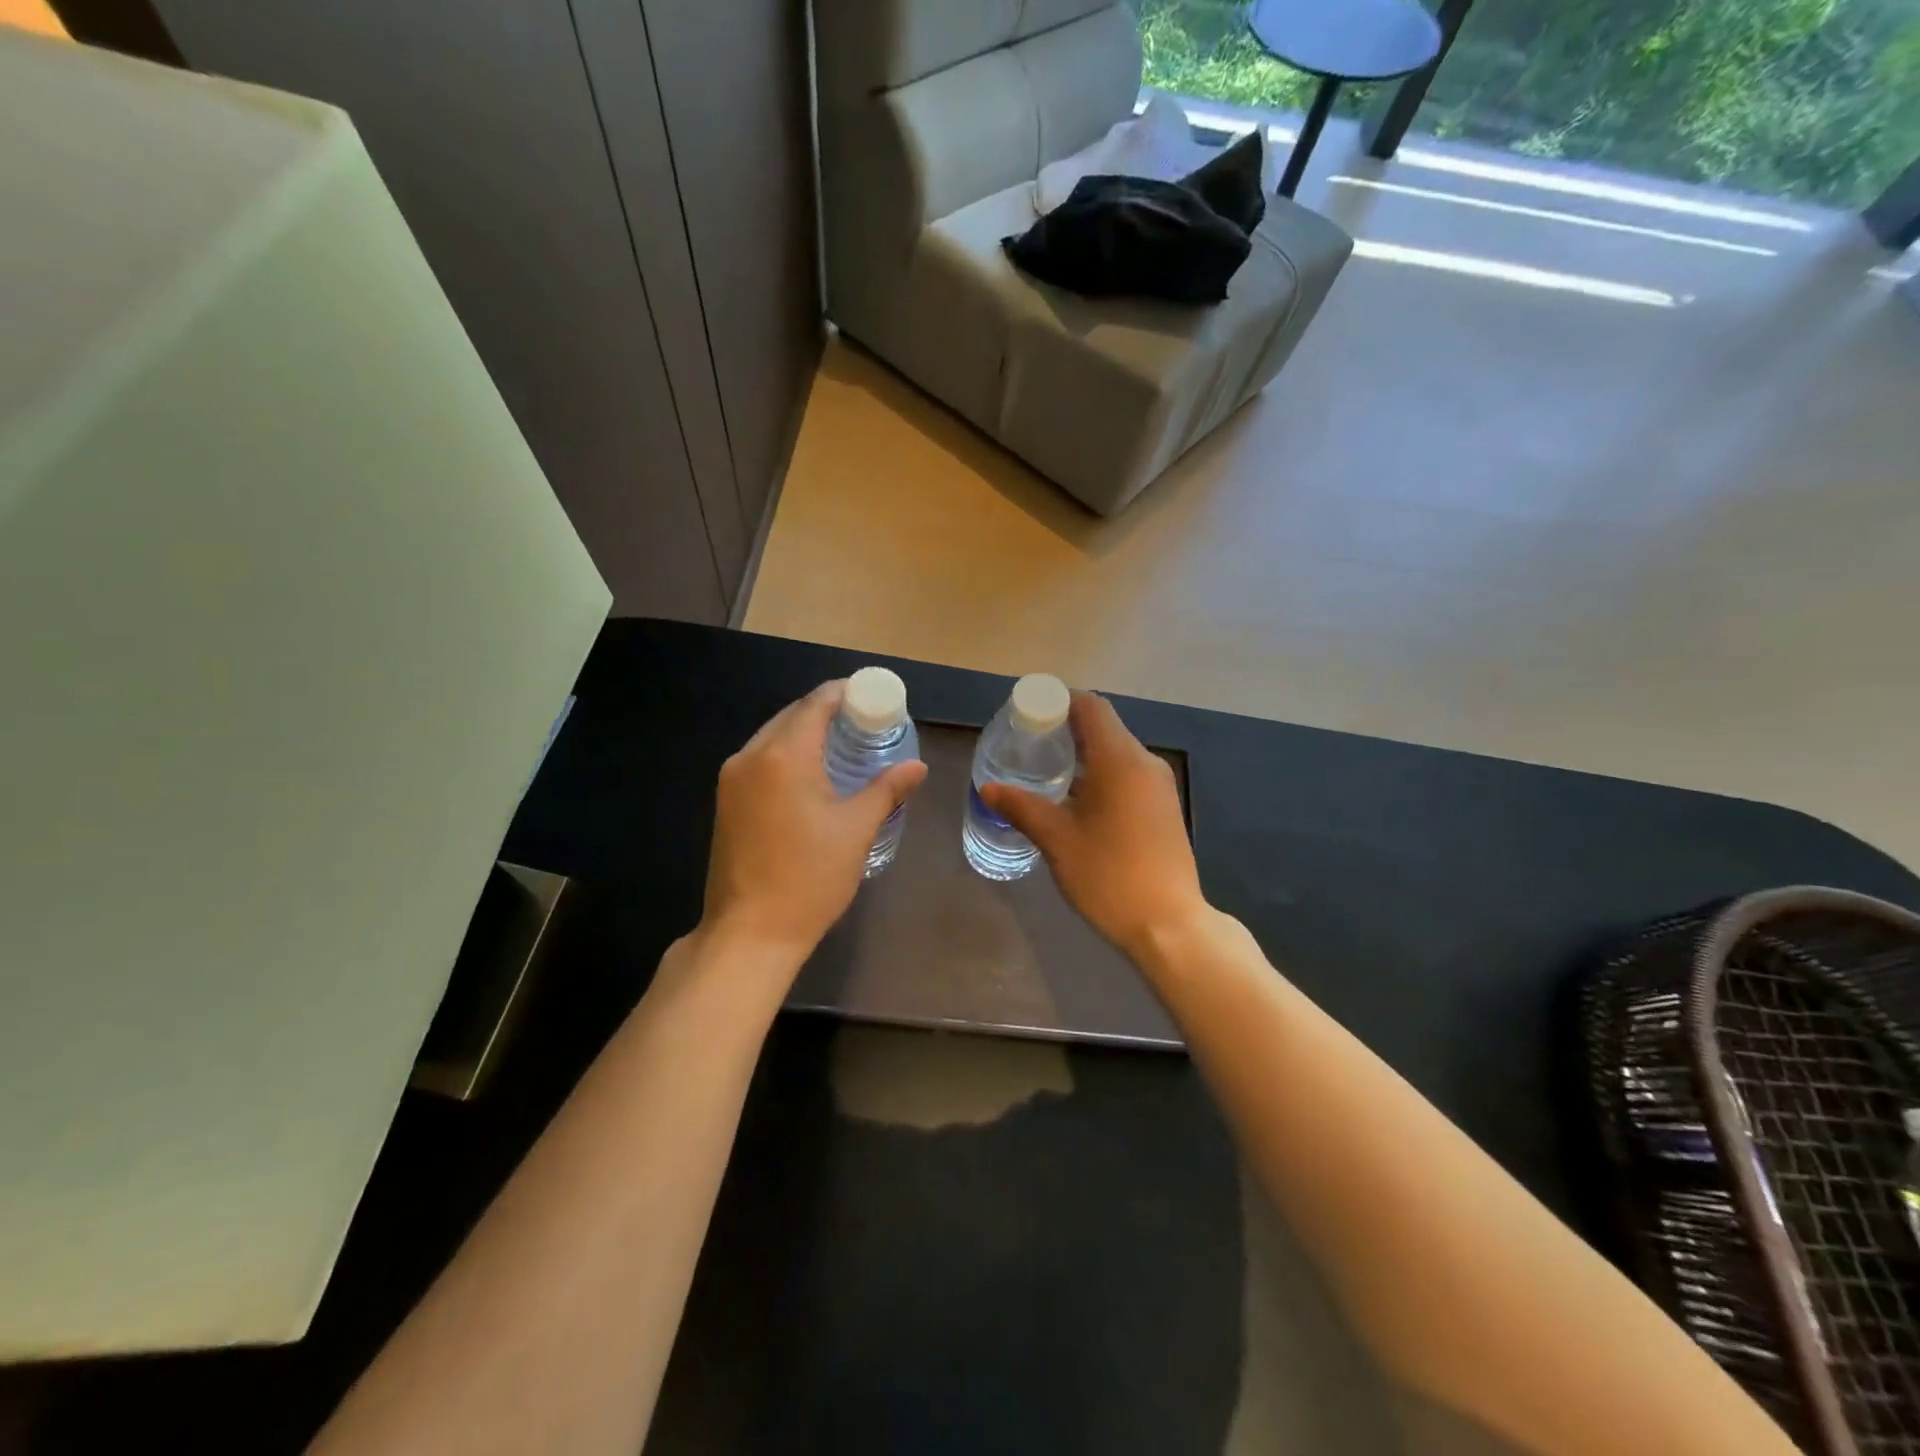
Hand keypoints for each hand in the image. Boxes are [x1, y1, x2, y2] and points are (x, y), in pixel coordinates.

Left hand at [701, 680, 927, 961]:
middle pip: (791, 717)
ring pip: (772, 738)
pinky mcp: (725, 802)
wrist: (749, 933)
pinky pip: (760, 761)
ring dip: (805, 734)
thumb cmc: (809, 878)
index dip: (844, 694)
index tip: (872, 697)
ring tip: (842, 745)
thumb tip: (917, 768)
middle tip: (864, 722)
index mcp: (782, 756)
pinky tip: (811, 774)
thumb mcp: (856, 830)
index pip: (815, 704)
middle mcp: (750, 757)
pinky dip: (786, 756)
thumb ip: (887, 789)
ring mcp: (731, 780)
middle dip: (826, 712)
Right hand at [981, 692, 1206, 960]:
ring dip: (1082, 753)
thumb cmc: (1110, 876)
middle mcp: (1145, 762)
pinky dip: (1099, 774)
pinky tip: (1075, 800)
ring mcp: (1158, 785)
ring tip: (1045, 772)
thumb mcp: (1057, 840)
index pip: (1090, 707)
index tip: (1026, 715)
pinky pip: (1127, 773)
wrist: (1169, 925)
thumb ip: (1021, 807)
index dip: (1057, 702)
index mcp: (1120, 760)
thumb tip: (988, 788)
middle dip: (1064, 728)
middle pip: (1103, 726)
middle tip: (1027, 744)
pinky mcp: (1163, 807)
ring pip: (1116, 752)